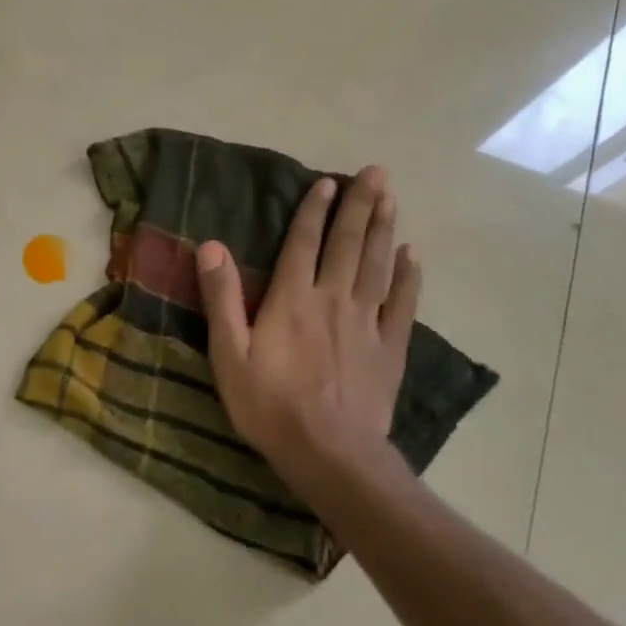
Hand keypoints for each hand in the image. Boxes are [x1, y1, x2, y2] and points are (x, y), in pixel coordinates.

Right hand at [195, 166, 419, 500]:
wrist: (329, 453)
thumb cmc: (269, 405)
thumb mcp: (229, 354)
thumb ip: (222, 298)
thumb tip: (211, 246)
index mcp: (292, 299)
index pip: (303, 243)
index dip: (314, 211)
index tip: (328, 182)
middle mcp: (333, 299)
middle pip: (348, 244)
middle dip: (361, 205)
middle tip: (377, 172)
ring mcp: (367, 322)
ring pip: (378, 265)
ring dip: (384, 228)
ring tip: (392, 197)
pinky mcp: (390, 347)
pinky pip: (403, 303)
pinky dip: (410, 276)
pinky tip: (413, 254)